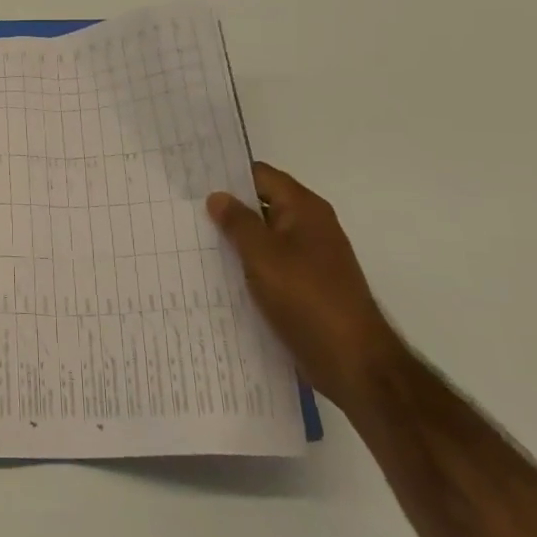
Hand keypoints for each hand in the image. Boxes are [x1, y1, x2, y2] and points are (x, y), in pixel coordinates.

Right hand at [208, 163, 406, 408]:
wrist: (353, 361)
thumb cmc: (307, 298)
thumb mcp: (263, 255)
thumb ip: (238, 223)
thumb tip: (218, 196)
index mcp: (304, 209)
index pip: (260, 176)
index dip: (227, 175)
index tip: (192, 179)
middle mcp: (310, 227)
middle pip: (262, 204)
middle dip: (227, 207)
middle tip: (184, 210)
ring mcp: (310, 258)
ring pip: (264, 237)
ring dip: (235, 239)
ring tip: (192, 240)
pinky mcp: (306, 287)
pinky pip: (270, 264)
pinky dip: (247, 265)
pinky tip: (219, 275)